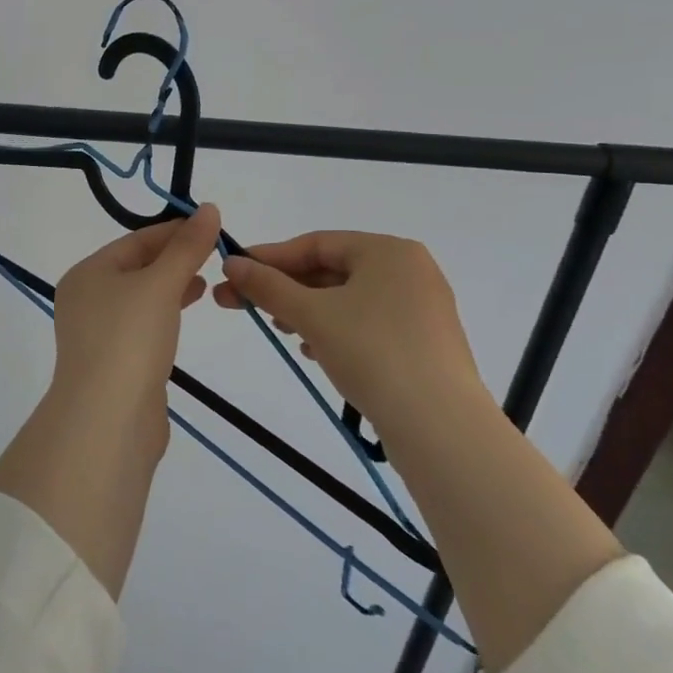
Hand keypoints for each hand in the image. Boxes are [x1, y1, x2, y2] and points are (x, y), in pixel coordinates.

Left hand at [52, 203, 220, 410]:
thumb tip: (209, 209)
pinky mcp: (114, 363)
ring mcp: (98, 333)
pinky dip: (165, 315)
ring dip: (172, 286)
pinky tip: (187, 314)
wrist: (107, 420)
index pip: (136, 240)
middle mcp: (86, 299)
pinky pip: (142, 327)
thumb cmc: (129, 339)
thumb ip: (186, 248)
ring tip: (206, 281)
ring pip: (140, 298)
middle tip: (214, 254)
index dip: (174, 232)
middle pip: (136, 267)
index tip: (211, 227)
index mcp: (88, 273)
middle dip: (174, 259)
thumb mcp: (161, 285)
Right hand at [214, 230, 488, 457]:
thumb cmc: (373, 352)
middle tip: (243, 305)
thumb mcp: (311, 314)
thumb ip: (268, 285)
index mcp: (388, 251)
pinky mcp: (424, 344)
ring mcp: (421, 309)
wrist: (441, 429)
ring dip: (307, 311)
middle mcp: (410, 271)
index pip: (316, 244)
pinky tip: (315, 352)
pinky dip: (336, 331)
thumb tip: (231, 264)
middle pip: (332, 271)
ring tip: (280, 330)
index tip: (233, 272)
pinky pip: (369, 324)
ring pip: (349, 300)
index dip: (270, 258)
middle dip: (285, 289)